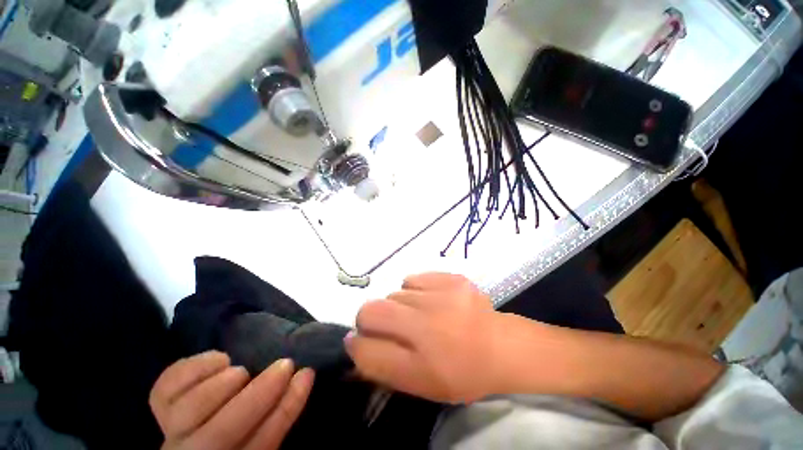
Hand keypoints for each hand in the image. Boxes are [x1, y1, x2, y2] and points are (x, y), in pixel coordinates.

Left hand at [150, 351, 313, 449]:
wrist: (201, 446)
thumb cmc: (241, 438)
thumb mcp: (261, 436)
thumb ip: (277, 417)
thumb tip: (302, 378)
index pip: (262, 443)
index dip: (287, 408)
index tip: (307, 374)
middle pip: (221, 434)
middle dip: (257, 395)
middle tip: (285, 364)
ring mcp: (172, 432)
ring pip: (188, 411)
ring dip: (222, 385)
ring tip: (243, 370)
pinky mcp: (159, 410)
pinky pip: (164, 389)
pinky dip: (192, 369)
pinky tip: (220, 361)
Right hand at [345, 273, 501, 402]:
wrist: (500, 346)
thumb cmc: (459, 373)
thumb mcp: (419, 383)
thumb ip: (382, 366)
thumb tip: (354, 342)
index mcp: (419, 364)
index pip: (365, 349)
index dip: (357, 343)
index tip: (362, 340)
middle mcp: (427, 326)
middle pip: (371, 311)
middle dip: (369, 319)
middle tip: (390, 326)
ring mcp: (440, 296)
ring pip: (393, 294)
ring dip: (397, 306)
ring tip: (416, 314)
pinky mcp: (451, 279)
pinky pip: (413, 279)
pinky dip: (413, 290)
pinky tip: (428, 299)